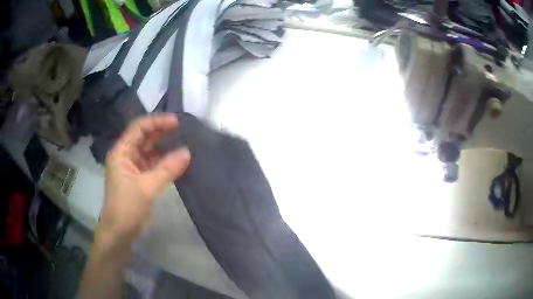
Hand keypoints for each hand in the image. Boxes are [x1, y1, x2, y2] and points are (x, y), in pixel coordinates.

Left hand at [95, 114, 189, 258]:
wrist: (120, 232)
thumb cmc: (127, 207)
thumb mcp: (146, 188)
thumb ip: (167, 169)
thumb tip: (188, 152)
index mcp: (121, 152)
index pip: (138, 128)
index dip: (156, 122)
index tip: (176, 122)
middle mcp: (127, 156)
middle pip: (145, 137)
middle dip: (162, 131)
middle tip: (183, 129)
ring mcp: (134, 168)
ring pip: (151, 151)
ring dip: (165, 147)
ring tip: (183, 142)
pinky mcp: (141, 179)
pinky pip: (154, 165)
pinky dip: (166, 162)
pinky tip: (178, 161)